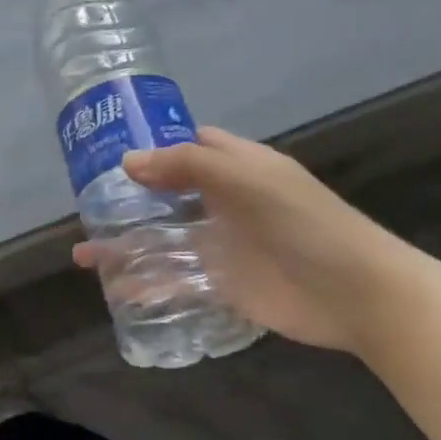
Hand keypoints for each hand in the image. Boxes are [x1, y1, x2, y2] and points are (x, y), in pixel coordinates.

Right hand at [74, 127, 419, 352]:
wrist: (356, 293)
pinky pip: (175, 282)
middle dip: (128, 201)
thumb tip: (127, 161)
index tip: (109, 152)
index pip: (191, 146)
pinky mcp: (222, 285)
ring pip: (162, 241)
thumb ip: (187, 165)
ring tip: (83, 254)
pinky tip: (116, 290)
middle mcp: (225, 204)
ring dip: (126, 246)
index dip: (154, 146)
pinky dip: (145, 285)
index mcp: (237, 168)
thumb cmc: (303, 223)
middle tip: (86, 207)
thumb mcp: (247, 179)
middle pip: (167, 196)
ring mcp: (222, 246)